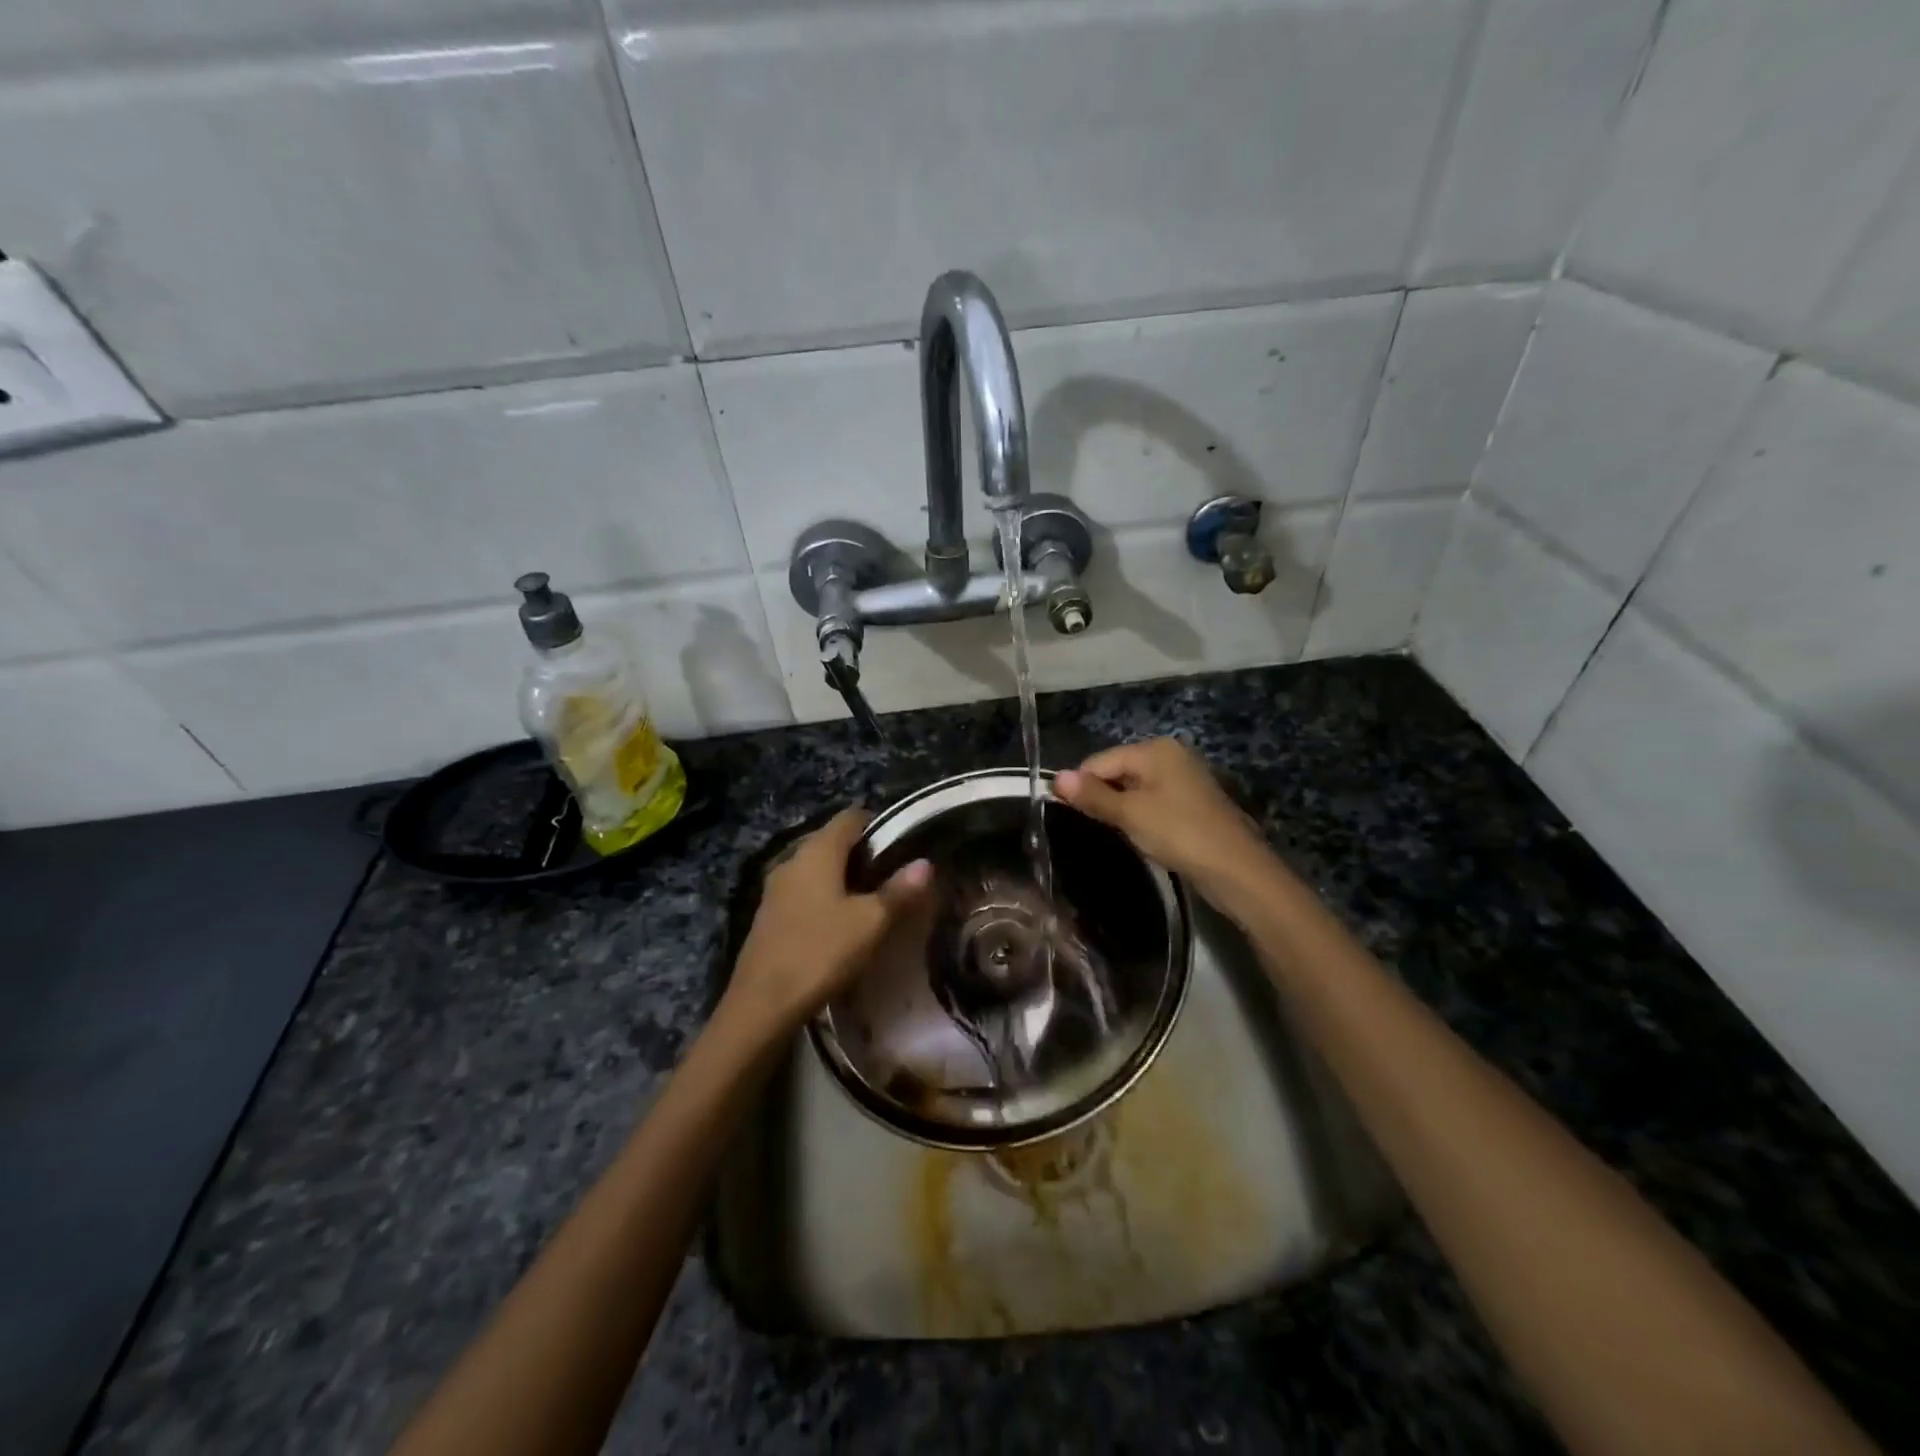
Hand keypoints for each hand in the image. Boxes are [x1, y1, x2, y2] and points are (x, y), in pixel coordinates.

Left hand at [725, 808, 930, 1036]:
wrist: (761, 1005)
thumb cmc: (821, 952)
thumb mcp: (870, 923)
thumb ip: (899, 891)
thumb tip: (925, 863)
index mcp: (817, 851)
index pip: (851, 817)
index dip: (879, 825)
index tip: (903, 846)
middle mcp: (793, 859)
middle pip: (833, 841)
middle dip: (864, 854)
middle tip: (894, 877)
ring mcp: (776, 887)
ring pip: (818, 868)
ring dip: (844, 878)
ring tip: (872, 902)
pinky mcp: (769, 914)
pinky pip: (804, 891)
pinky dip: (825, 897)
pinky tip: (840, 923)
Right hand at [1055, 738, 1268, 897]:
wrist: (1237, 869)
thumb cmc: (1179, 833)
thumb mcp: (1130, 814)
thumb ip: (1093, 795)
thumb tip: (1055, 778)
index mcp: (1155, 749)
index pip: (1099, 761)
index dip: (1082, 787)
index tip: (1071, 816)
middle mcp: (1171, 755)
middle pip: (1117, 771)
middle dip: (1104, 797)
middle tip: (1099, 828)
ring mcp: (1184, 777)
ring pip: (1135, 788)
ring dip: (1122, 810)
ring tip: (1122, 835)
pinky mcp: (1192, 801)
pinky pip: (1153, 801)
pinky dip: (1142, 816)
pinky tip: (1144, 837)